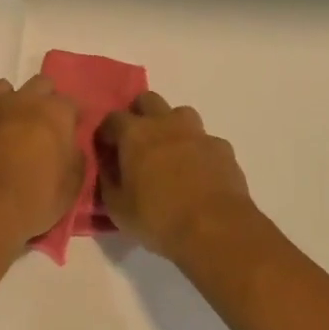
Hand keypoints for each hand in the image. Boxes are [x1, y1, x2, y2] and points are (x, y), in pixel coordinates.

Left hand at [0, 75, 81, 249]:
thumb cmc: (36, 197)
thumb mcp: (72, 185)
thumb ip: (74, 158)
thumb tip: (69, 148)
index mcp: (54, 113)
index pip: (71, 102)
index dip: (72, 117)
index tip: (72, 132)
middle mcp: (23, 102)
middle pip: (39, 84)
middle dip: (44, 99)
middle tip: (43, 125)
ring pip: (1, 89)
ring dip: (9, 103)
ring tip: (9, 127)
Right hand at [99, 92, 256, 264]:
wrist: (216, 229)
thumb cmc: (159, 219)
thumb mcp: (118, 209)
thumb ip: (107, 183)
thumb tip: (107, 169)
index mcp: (135, 134)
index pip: (112, 119)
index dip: (106, 133)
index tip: (106, 150)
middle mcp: (166, 123)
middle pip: (147, 100)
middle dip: (139, 115)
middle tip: (137, 143)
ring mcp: (198, 133)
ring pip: (181, 114)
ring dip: (172, 127)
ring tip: (170, 153)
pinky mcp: (223, 148)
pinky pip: (206, 141)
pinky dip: (199, 151)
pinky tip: (199, 173)